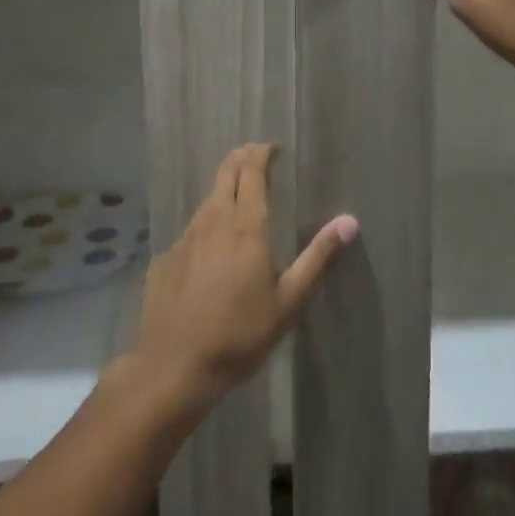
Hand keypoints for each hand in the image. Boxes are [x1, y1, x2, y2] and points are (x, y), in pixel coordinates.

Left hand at [130, 144, 357, 407]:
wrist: (173, 367)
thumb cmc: (240, 334)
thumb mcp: (289, 300)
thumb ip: (318, 257)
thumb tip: (349, 221)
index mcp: (246, 225)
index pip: (251, 171)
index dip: (261, 154)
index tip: (272, 149)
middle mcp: (213, 221)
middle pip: (225, 174)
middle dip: (241, 160)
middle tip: (255, 158)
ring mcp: (185, 238)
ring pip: (206, 200)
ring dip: (223, 190)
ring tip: (236, 196)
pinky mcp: (165, 259)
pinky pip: (190, 230)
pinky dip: (205, 225)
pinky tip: (209, 247)